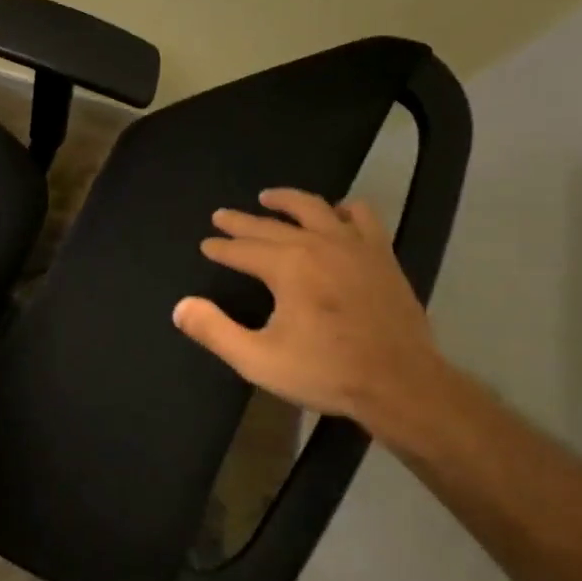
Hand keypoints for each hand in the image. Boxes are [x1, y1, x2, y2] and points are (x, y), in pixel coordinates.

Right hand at [172, 189, 455, 453]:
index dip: (221, 247)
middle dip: (242, 222)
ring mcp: (354, 245)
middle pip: (271, 225)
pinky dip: (342, 209)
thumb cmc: (325, 372)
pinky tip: (336, 214)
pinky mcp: (381, 255)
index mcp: (287, 266)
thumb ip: (215, 331)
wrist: (400, 383)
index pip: (243, 249)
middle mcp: (318, 244)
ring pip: (314, 208)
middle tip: (221, 216)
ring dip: (287, 201)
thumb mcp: (258, 359)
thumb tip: (181, 306)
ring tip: (269, 197)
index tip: (206, 245)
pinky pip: (361, 216)